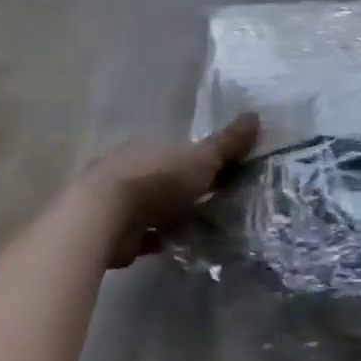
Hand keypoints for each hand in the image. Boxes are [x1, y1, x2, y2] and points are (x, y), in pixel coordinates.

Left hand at [79, 113, 259, 266]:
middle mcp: (128, 166)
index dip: (196, 160)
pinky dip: (155, 239)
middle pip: (161, 176)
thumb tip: (256, 115)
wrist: (104, 218)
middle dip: (181, 189)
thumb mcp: (201, 159)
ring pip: (149, 205)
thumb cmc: (157, 180)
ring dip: (168, 215)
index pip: (175, 149)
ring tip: (197, 228)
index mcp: (149, 145)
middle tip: (210, 203)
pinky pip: (140, 234)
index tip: (217, 174)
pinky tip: (173, 246)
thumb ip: (228, 143)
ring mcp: (116, 200)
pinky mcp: (111, 231)